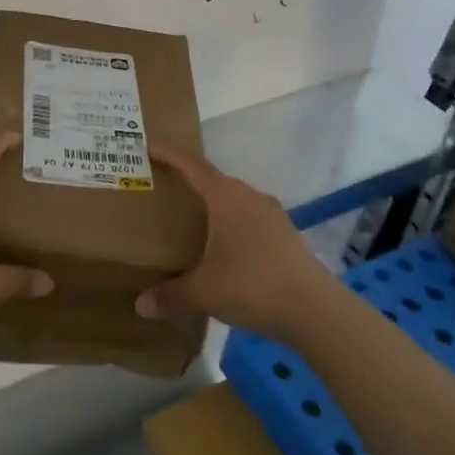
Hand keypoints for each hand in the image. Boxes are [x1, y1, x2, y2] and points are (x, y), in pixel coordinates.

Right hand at [135, 143, 336, 342]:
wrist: (314, 308)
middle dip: (190, 182)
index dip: (170, 154)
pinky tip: (226, 248)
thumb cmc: (251, 285)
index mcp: (225, 197)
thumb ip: (170, 296)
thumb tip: (141, 305)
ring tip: (194, 221)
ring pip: (235, 200)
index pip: (192, 166)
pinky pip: (251, 219)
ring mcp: (272, 214)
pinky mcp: (286, 234)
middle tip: (167, 189)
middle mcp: (249, 196)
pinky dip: (233, 225)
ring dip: (215, 205)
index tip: (151, 145)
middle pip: (214, 180)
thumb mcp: (203, 292)